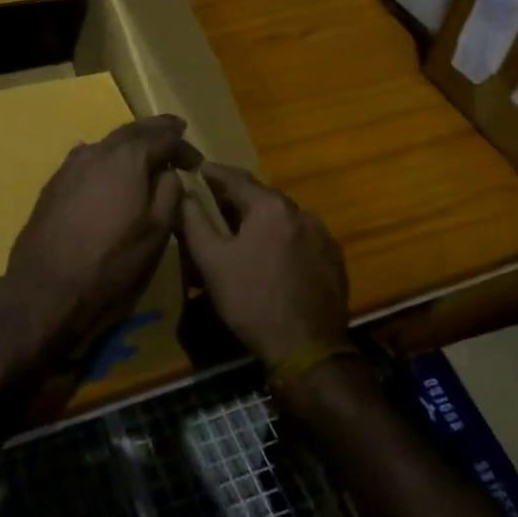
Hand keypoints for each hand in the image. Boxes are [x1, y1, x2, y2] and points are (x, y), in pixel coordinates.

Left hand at [0, 115, 200, 368]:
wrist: (47, 283)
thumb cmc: (111, 260)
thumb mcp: (156, 231)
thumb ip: (169, 193)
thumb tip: (168, 173)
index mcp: (128, 158)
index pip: (163, 138)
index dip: (183, 147)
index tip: (197, 162)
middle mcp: (99, 150)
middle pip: (133, 131)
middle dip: (156, 130)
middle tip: (175, 129)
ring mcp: (72, 164)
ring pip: (108, 142)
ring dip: (130, 141)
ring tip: (146, 148)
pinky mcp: (55, 181)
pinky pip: (88, 156)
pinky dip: (107, 155)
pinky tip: (108, 164)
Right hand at [176, 164, 349, 372]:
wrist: (307, 349)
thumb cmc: (252, 300)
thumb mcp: (212, 261)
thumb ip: (193, 220)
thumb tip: (183, 192)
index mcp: (271, 207)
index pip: (235, 178)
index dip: (213, 173)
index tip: (196, 167)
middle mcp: (301, 212)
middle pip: (262, 196)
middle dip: (236, 196)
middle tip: (213, 199)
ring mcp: (322, 235)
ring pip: (283, 217)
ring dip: (260, 218)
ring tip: (241, 229)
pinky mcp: (334, 258)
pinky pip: (300, 237)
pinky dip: (281, 237)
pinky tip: (270, 254)